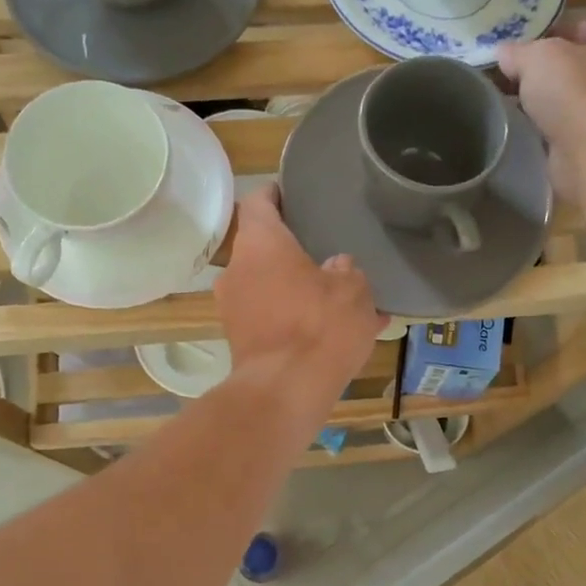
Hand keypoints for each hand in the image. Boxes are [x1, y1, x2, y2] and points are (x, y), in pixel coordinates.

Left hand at [216, 187, 381, 399]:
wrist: (285, 391)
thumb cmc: (320, 326)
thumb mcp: (353, 291)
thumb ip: (347, 272)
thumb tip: (338, 267)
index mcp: (260, 243)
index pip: (258, 201)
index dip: (275, 194)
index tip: (292, 194)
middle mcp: (237, 270)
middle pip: (262, 249)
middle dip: (292, 252)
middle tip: (324, 253)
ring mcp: (233, 309)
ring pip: (268, 288)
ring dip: (297, 290)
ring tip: (339, 302)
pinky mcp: (239, 342)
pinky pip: (271, 320)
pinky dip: (295, 321)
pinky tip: (332, 337)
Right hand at [497, 17, 585, 199]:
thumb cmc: (578, 90)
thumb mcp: (538, 58)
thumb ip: (519, 52)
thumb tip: (504, 53)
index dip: (554, 34)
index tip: (523, 51)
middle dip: (553, 72)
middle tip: (517, 80)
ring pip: (582, 100)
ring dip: (555, 104)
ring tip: (520, 107)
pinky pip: (579, 129)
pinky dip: (559, 130)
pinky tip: (534, 132)